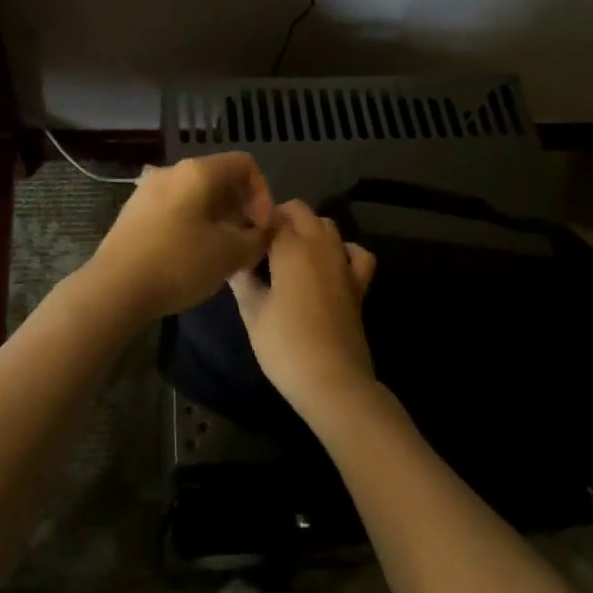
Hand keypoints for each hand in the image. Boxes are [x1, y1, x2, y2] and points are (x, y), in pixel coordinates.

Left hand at [81, 152, 274, 323]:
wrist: (114, 288)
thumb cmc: (178, 264)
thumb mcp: (229, 255)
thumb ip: (257, 239)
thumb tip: (266, 230)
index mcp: (198, 172)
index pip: (244, 164)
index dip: (263, 192)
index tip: (262, 227)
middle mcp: (172, 171)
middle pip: (219, 177)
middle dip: (240, 207)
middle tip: (246, 242)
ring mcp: (149, 189)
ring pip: (196, 194)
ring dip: (217, 217)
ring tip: (221, 252)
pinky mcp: (134, 210)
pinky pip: (175, 207)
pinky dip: (193, 222)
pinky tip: (192, 255)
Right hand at [228, 201, 378, 422]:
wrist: (333, 381)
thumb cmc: (285, 346)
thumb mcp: (252, 313)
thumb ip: (242, 280)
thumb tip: (233, 260)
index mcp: (290, 247)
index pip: (269, 216)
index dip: (253, 222)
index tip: (240, 237)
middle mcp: (318, 245)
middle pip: (300, 211)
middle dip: (280, 218)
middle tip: (261, 244)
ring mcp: (342, 261)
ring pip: (326, 225)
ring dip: (308, 229)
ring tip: (289, 252)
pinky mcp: (359, 283)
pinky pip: (356, 252)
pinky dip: (344, 249)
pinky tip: (331, 263)